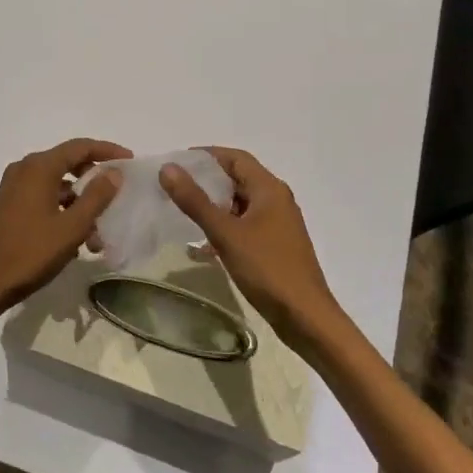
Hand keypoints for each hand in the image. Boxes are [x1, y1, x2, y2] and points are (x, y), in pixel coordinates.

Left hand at [0, 138, 129, 321]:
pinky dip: (63, 211)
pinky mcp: (9, 205)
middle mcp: (24, 169)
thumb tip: (114, 173)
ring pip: (57, 185)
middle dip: (94, 181)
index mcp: (39, 167)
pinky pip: (44, 198)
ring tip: (99, 234)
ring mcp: (13, 188)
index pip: (80, 147)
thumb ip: (96, 197)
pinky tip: (75, 240)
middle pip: (68, 163)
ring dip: (80, 203)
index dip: (107, 151)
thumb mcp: (71, 227)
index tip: (130, 161)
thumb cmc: (30, 253)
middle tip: (117, 195)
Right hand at [160, 147, 352, 362]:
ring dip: (213, 205)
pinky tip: (202, 245)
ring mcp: (277, 224)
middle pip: (237, 179)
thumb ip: (195, 200)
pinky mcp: (274, 245)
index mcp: (269, 189)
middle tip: (173, 187)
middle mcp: (276, 200)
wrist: (305, 316)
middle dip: (205, 180)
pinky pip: (244, 225)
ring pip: (239, 204)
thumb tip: (168, 168)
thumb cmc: (267, 268)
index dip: (206, 156)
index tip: (176, 163)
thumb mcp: (225, 233)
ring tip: (180, 212)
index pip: (235, 158)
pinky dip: (223, 227)